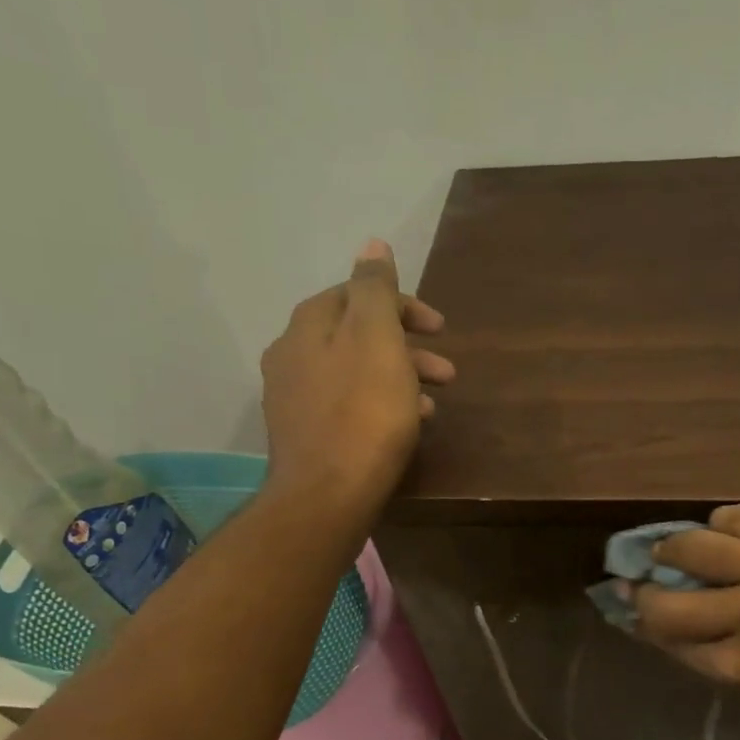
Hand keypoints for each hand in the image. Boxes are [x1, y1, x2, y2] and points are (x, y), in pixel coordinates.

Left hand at [259, 238, 453, 517]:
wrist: (327, 496)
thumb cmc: (363, 413)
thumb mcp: (377, 339)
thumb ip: (375, 288)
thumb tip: (372, 243)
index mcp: (308, 326)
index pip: (357, 295)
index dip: (403, 305)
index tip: (441, 328)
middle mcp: (291, 355)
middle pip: (357, 336)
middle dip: (407, 347)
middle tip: (448, 372)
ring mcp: (293, 399)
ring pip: (355, 374)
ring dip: (398, 379)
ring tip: (432, 405)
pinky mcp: (304, 436)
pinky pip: (348, 406)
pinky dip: (379, 406)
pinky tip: (403, 428)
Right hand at [631, 505, 739, 702]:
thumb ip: (714, 658)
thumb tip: (664, 629)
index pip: (669, 642)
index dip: (645, 625)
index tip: (636, 611)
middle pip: (666, 600)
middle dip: (644, 592)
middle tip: (644, 581)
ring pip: (692, 544)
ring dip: (674, 548)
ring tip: (678, 548)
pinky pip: (736, 516)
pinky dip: (721, 524)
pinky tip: (726, 531)